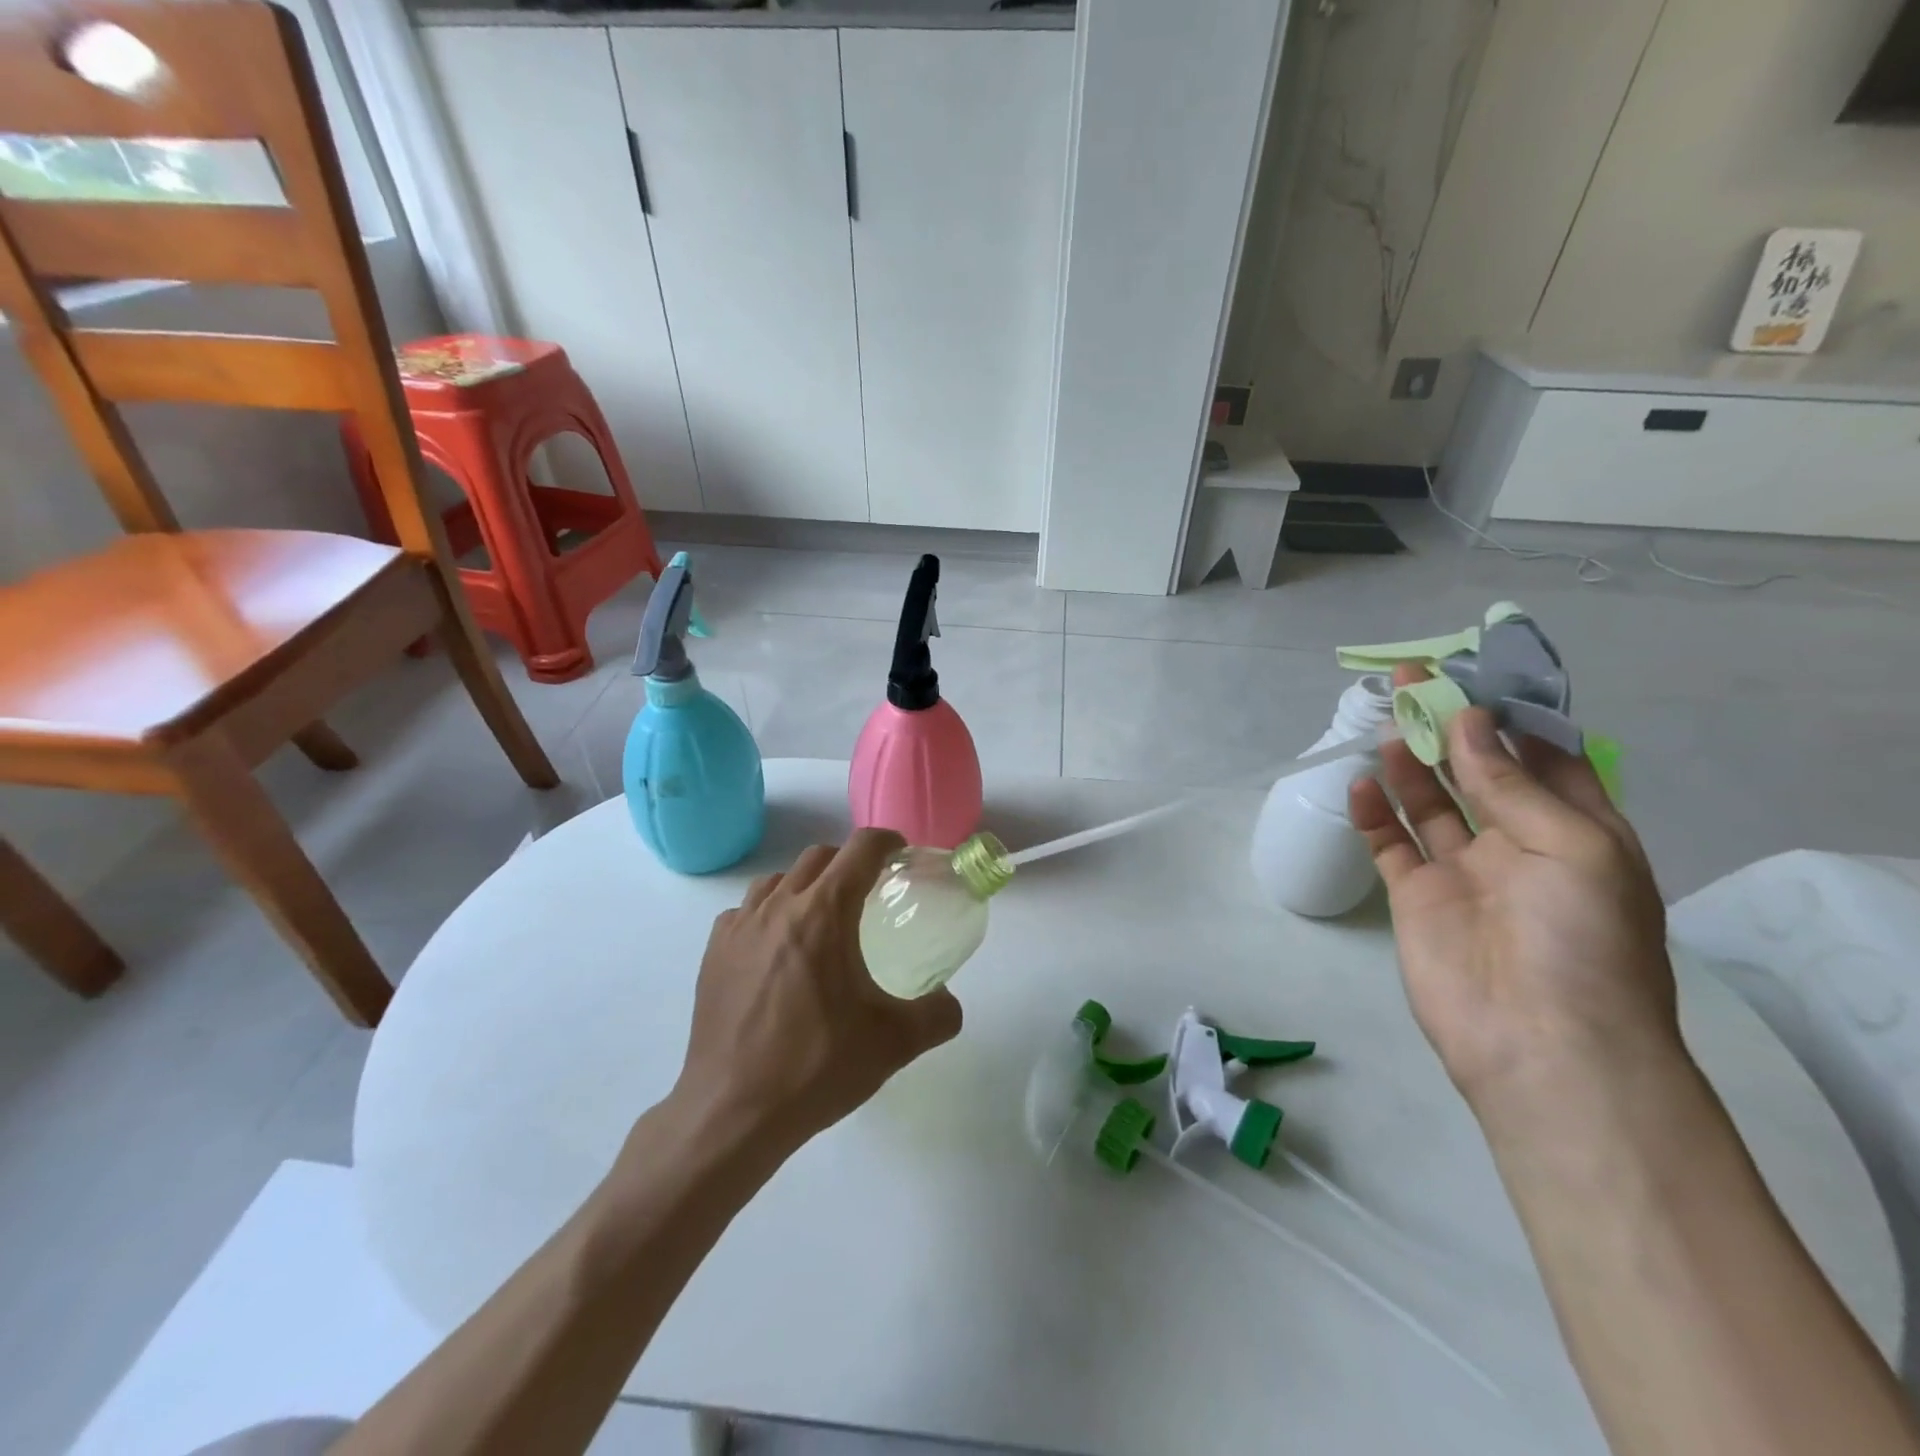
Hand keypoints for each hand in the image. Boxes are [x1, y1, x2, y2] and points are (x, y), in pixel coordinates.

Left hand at [671, 829, 962, 1156]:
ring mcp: (740, 926)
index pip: (861, 849)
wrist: (733, 1112)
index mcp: (825, 912)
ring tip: (821, 921)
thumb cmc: (817, 1067)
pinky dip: (768, 914)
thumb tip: (949, 1002)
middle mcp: (780, 905)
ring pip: (779, 880)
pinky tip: (777, 950)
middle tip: (868, 893)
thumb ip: (937, 1015)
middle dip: (849, 863)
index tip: (901, 854)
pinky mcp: (714, 952)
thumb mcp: (895, 1043)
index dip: (887, 842)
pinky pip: (746, 911)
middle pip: (819, 857)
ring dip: (806, 885)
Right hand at [1349, 666, 1677, 1112]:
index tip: (1473, 678)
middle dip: (1448, 727)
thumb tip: (1468, 719)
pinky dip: (1373, 813)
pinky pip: (1390, 843)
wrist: (1540, 1044)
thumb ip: (1510, 781)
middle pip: (1477, 772)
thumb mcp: (1572, 846)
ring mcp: (1463, 871)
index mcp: (1577, 832)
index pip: (1544, 759)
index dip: (1510, 718)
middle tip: (1411, 681)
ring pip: (1430, 802)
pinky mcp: (1416, 896)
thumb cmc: (1580, 939)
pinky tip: (1360, 785)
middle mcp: (1519, 844)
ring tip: (1383, 724)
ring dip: (1409, 763)